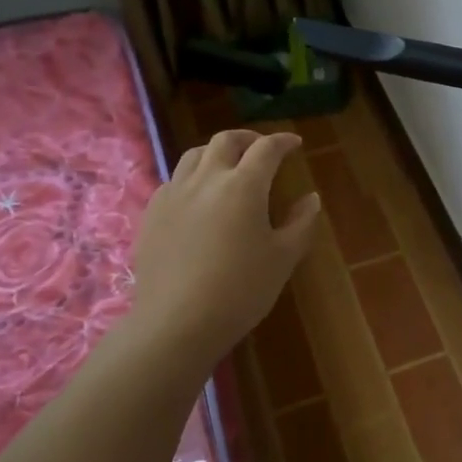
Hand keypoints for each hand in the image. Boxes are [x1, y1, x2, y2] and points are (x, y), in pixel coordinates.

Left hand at [130, 129, 321, 354]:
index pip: (266, 149)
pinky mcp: (151, 214)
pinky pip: (174, 181)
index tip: (295, 144)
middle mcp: (206, 179)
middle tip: (263, 148)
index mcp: (243, 186)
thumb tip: (310, 198)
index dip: (283, 142)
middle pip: (225, 141)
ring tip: (229, 166)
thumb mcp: (283, 257)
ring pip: (194, 155)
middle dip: (248, 138)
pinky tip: (199, 197)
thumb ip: (301, 222)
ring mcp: (173, 194)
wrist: (177, 322)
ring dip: (217, 152)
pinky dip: (193, 176)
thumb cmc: (241, 290)